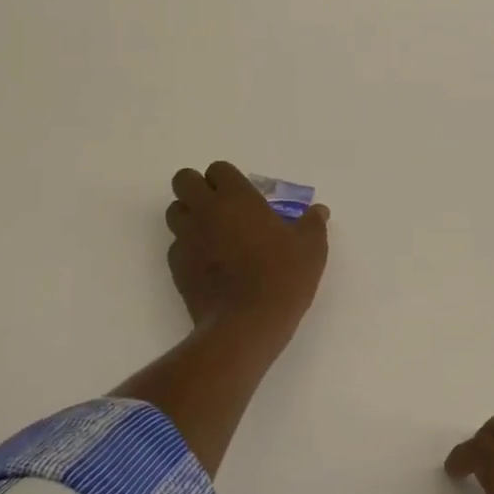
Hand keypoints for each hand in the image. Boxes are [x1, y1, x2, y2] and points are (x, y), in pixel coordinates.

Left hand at [166, 162, 329, 340]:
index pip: (218, 169)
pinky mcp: (176, 267)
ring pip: (174, 212)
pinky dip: (188, 248)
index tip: (242, 195)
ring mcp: (187, 239)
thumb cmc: (282, 276)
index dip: (227, 179)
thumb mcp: (311, 248)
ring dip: (189, 215)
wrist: (247, 324)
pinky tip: (209, 264)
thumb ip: (313, 224)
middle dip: (197, 188)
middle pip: (184, 181)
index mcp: (237, 198)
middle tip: (220, 206)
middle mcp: (206, 211)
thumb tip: (319, 211)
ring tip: (212, 233)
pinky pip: (176, 246)